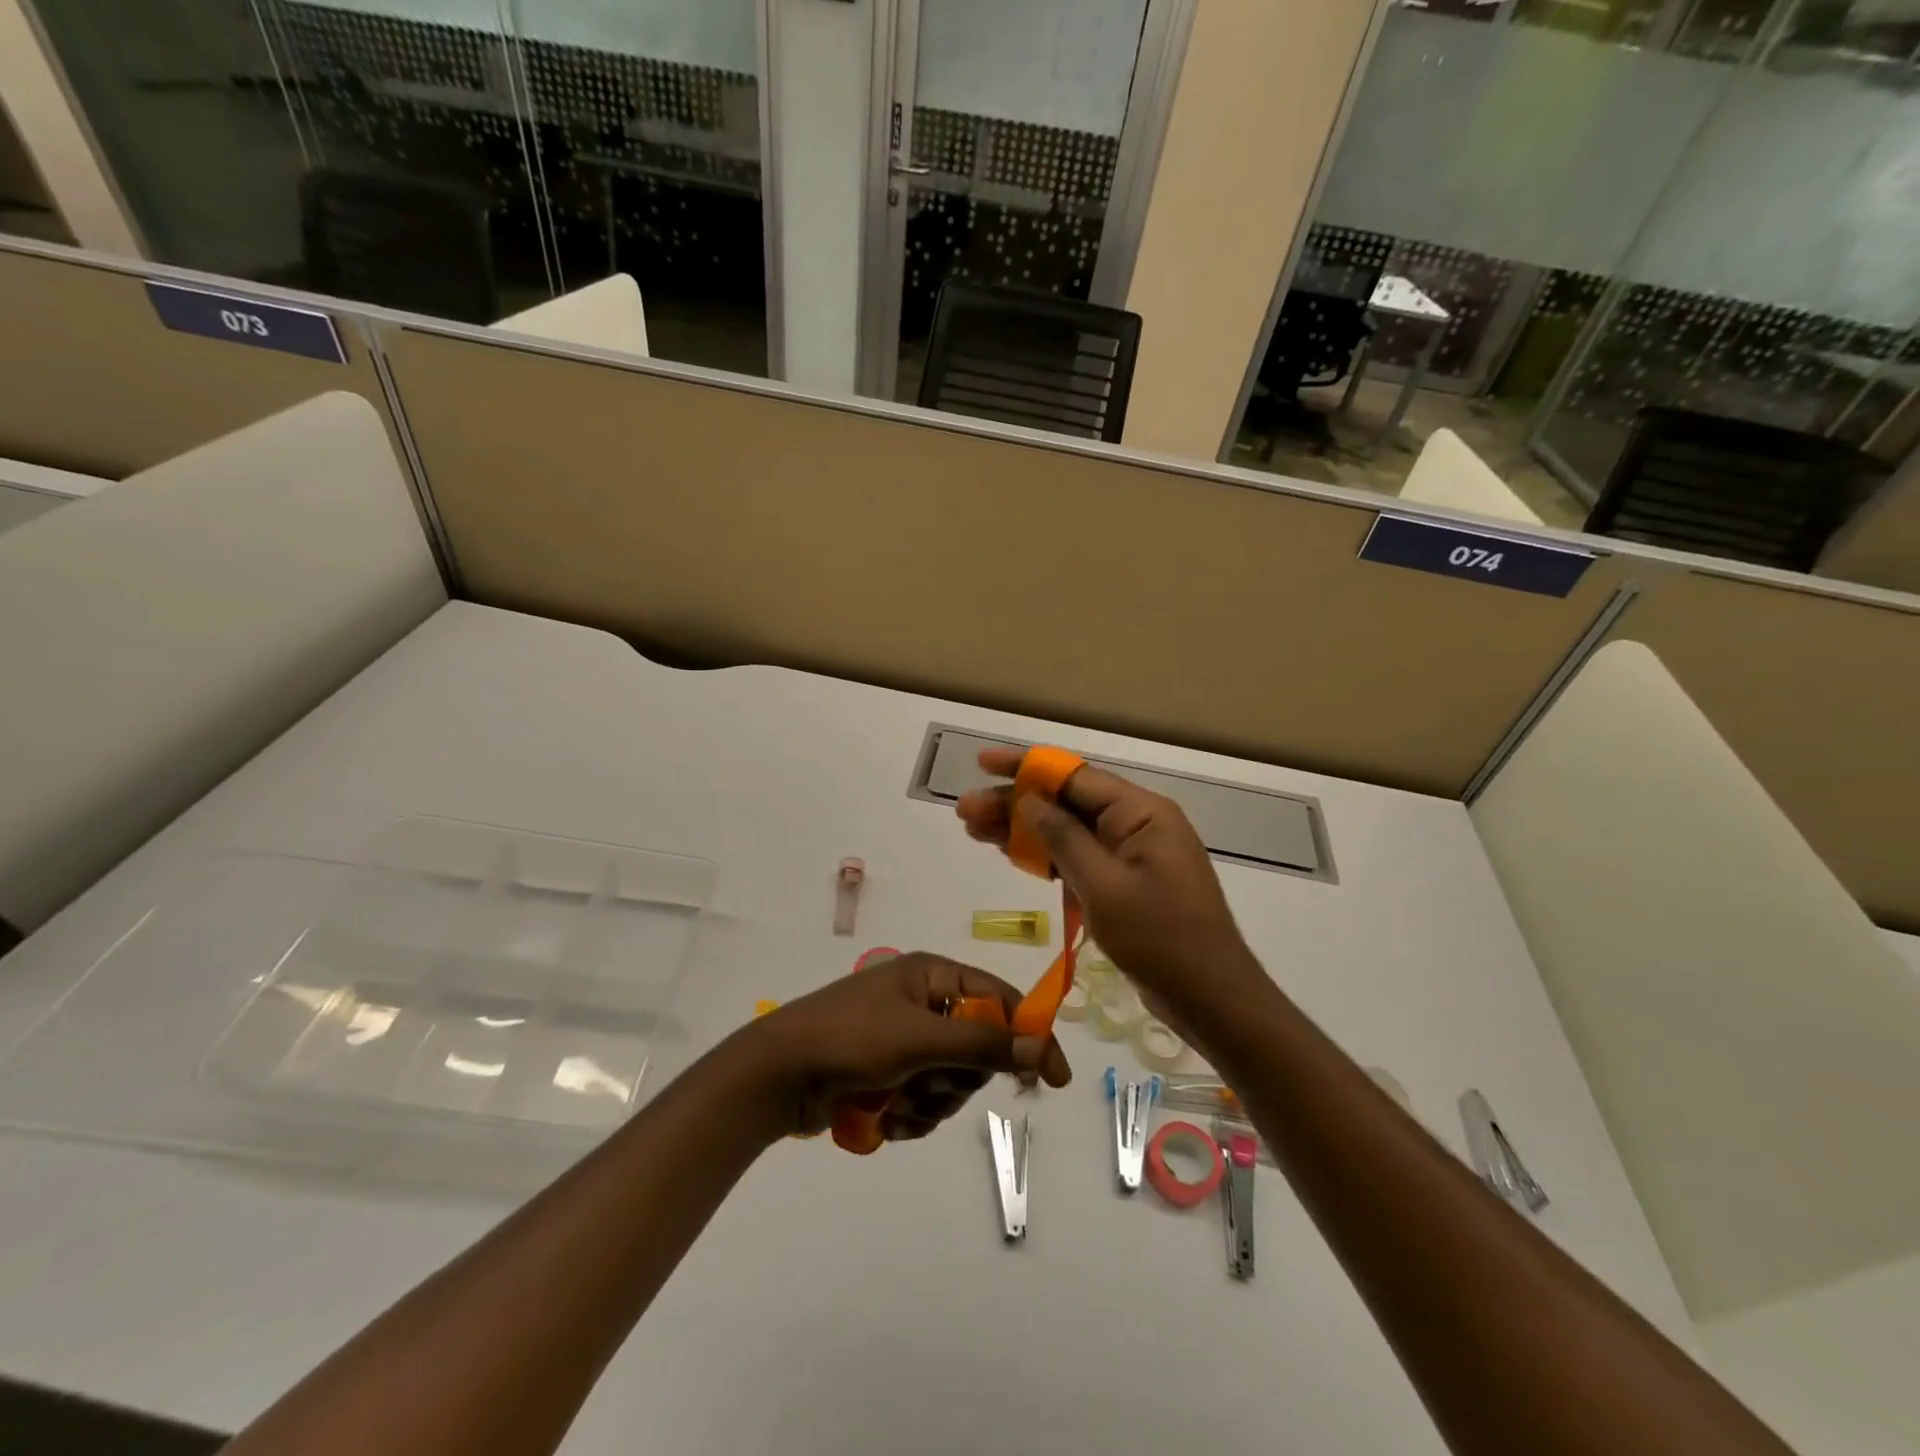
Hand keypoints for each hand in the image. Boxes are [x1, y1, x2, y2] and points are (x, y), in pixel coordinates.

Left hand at [736, 951, 1071, 1141]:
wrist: (776, 1076)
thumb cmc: (850, 1040)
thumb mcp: (921, 1038)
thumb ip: (984, 1042)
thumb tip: (1042, 1045)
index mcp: (931, 975)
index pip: (999, 999)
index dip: (1029, 1034)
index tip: (1053, 1079)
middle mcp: (922, 1002)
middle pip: (978, 1048)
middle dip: (957, 1078)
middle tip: (929, 1082)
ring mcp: (904, 1040)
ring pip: (952, 1083)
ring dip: (930, 1102)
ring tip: (896, 1102)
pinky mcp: (888, 1075)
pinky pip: (925, 1101)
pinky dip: (910, 1115)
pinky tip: (882, 1117)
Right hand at [955, 748, 1268, 1035]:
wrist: (1211, 998)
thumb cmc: (1161, 939)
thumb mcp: (1104, 886)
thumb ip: (1063, 838)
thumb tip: (1028, 799)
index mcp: (1141, 813)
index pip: (1074, 776)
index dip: (1025, 766)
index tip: (982, 763)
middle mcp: (1137, 824)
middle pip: (1066, 802)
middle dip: (1015, 804)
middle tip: (965, 812)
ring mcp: (1132, 854)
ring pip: (1068, 830)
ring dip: (1023, 830)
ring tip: (974, 831)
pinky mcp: (1126, 882)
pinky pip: (1079, 857)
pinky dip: (1045, 856)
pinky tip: (1010, 854)